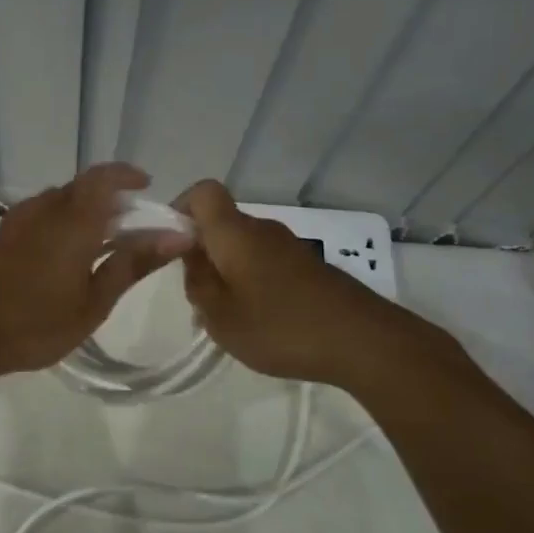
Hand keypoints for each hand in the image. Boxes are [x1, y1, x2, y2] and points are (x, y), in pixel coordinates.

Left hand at [0, 164, 191, 378]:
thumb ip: (132, 265)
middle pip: (82, 188)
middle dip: (111, 198)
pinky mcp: (1, 238)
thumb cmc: (34, 322)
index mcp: (73, 220)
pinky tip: (66, 254)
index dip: (127, 176)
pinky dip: (63, 222)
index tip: (147, 187)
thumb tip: (176, 237)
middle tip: (132, 224)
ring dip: (85, 210)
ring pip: (59, 201)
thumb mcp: (93, 302)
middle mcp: (45, 210)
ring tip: (103, 241)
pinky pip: (41, 215)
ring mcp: (18, 222)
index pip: (104, 178)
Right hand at [176, 180, 461, 390]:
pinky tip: (262, 321)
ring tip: (229, 317)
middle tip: (197, 296)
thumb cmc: (280, 326)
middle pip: (223, 224)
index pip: (203, 192)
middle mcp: (263, 229)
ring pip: (245, 247)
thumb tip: (190, 256)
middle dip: (202, 253)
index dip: (181, 208)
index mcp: (235, 233)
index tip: (171, 245)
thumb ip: (197, 283)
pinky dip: (254, 282)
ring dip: (228, 272)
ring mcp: (291, 247)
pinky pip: (268, 263)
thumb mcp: (220, 316)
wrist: (362, 341)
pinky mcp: (310, 268)